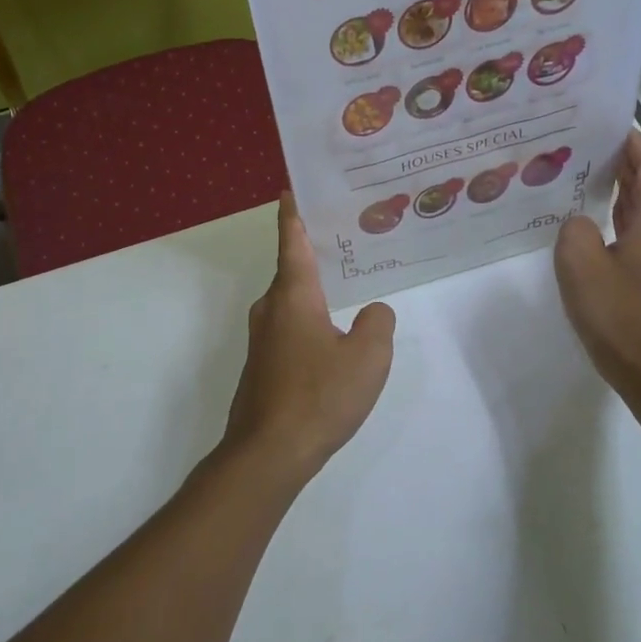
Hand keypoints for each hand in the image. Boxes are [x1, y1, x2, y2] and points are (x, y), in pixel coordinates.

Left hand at [220, 193, 395, 484]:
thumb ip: (378, 324)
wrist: (268, 453)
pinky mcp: (262, 365)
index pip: (293, 240)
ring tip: (348, 283)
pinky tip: (333, 334)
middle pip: (292, 268)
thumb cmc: (319, 396)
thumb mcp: (367, 357)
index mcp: (293, 295)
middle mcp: (271, 308)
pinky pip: (289, 326)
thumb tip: (373, 313)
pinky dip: (310, 318)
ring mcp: (262, 339)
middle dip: (316, 251)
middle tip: (348, 235)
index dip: (294, 213)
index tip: (292, 188)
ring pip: (291, 300)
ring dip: (314, 288)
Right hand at [554, 132, 640, 397]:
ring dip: (624, 195)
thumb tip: (581, 224)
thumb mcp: (580, 265)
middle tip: (590, 150)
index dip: (635, 145)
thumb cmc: (618, 315)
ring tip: (589, 181)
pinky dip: (626, 222)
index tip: (611, 126)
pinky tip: (599, 227)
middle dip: (626, 167)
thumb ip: (575, 230)